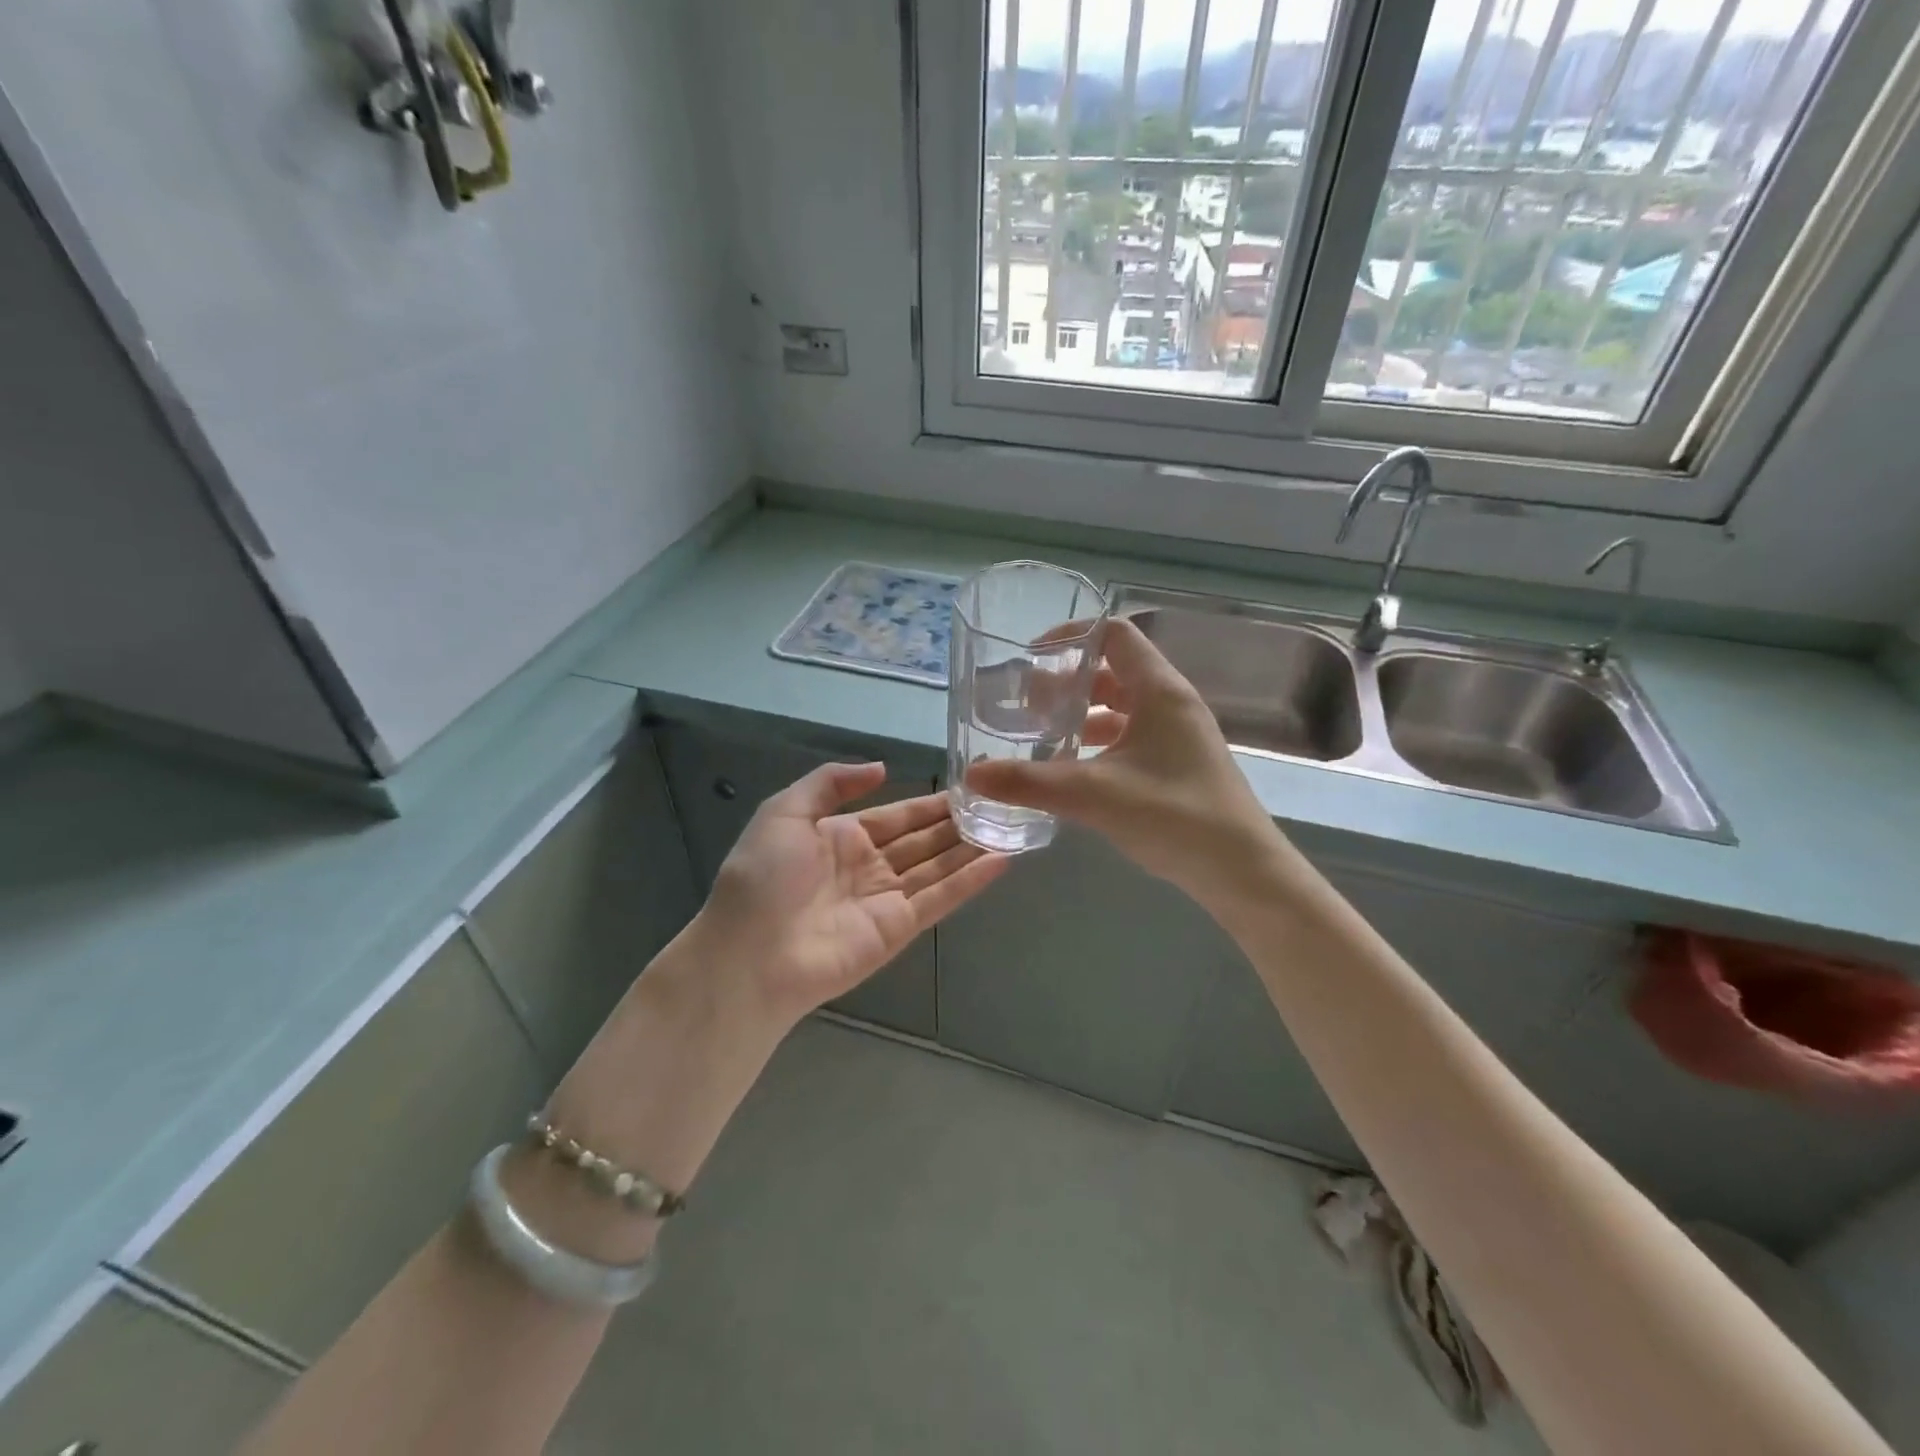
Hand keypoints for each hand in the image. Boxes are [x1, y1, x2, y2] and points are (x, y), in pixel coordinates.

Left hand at [699, 763, 1007, 1020]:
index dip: (929, 803)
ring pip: (937, 868)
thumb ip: (830, 783)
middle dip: (956, 824)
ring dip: (970, 848)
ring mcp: (885, 900)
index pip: (896, 816)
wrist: (750, 955)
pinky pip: (940, 899)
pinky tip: (1001, 860)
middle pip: (922, 841)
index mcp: (840, 838)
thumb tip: (880, 768)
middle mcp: (868, 867)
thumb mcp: (784, 812)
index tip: (966, 786)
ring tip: (1009, 826)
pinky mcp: (899, 929)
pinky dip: (970, 881)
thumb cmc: (763, 877)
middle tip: (998, 804)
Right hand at [967, 617, 1284, 903]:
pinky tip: (1073, 770)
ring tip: (1041, 734)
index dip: (1072, 636)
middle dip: (1067, 682)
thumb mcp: (1095, 795)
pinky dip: (1099, 743)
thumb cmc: (1175, 816)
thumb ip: (1030, 783)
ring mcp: (1177, 735)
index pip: (1114, 635)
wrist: (1242, 871)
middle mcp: (1170, 703)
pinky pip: (1130, 737)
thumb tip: (972, 775)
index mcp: (1159, 691)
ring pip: (1121, 708)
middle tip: (1026, 704)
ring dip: (1082, 715)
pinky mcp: (1177, 764)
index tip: (1031, 656)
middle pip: (1113, 671)